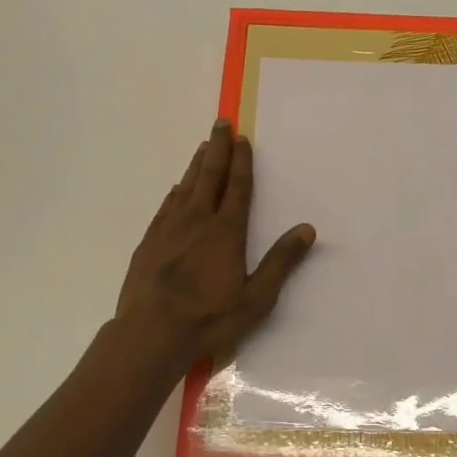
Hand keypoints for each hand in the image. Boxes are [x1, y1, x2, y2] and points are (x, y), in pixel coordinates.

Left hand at [117, 120, 315, 364]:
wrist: (150, 333)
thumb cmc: (209, 318)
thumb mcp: (256, 298)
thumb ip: (281, 262)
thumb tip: (307, 229)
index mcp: (226, 231)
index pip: (237, 187)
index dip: (242, 161)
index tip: (243, 138)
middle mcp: (197, 221)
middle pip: (210, 176)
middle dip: (218, 148)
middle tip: (221, 123)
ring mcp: (169, 229)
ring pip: (186, 186)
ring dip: (197, 164)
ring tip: (203, 146)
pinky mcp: (149, 242)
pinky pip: (166, 206)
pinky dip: (175, 191)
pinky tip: (177, 189)